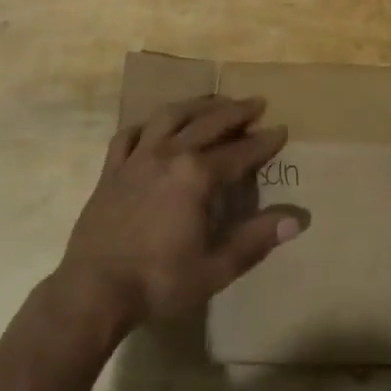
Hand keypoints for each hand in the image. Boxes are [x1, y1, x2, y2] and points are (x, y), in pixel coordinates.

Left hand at [57, 94, 302, 331]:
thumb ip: (256, 240)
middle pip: (208, 123)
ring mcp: (136, 159)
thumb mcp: (216, 267)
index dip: (264, 142)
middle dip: (236, 112)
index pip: (240, 152)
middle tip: (256, 103)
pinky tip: (156, 125)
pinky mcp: (112, 170)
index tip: (282, 130)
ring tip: (214, 100)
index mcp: (196, 176)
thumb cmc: (159, 282)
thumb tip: (297, 220)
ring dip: (196, 105)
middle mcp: (168, 155)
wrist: (94, 291)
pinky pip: (130, 134)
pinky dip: (148, 124)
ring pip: (169, 117)